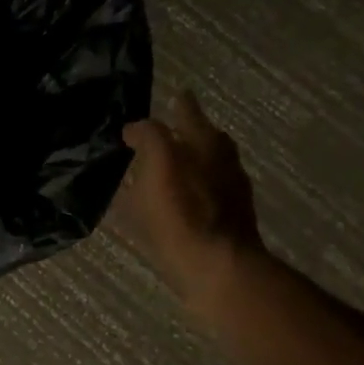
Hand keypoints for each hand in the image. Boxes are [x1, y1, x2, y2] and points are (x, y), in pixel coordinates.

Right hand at [116, 90, 264, 318]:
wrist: (218, 271)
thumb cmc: (186, 214)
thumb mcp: (161, 165)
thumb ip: (150, 138)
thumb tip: (136, 127)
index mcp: (209, 145)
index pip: (191, 113)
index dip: (180, 104)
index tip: (174, 94)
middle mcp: (223, 165)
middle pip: (207, 141)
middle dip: (189, 133)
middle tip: (166, 132)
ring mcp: (227, 197)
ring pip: (206, 171)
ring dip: (187, 166)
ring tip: (161, 170)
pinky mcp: (223, 227)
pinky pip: (200, 200)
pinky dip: (184, 195)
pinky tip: (166, 207)